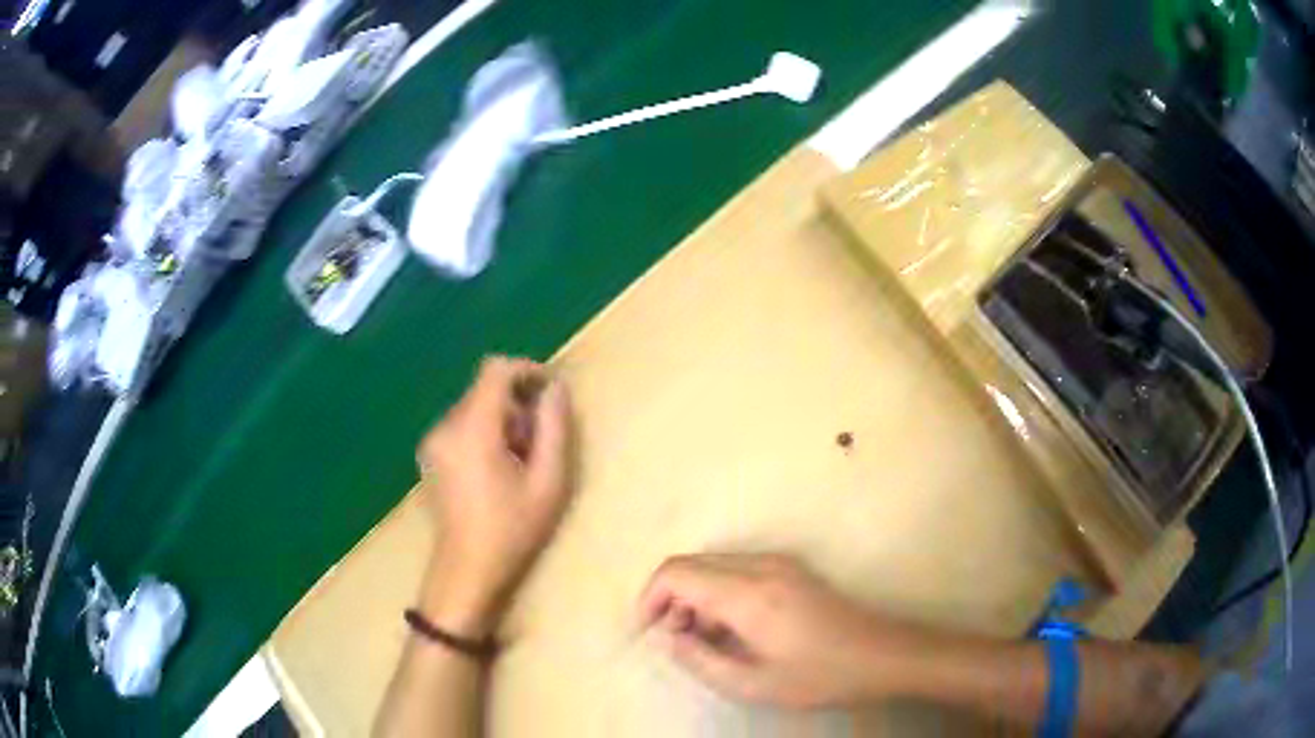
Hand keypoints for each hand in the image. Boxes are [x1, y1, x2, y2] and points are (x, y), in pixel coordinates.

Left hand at [416, 356, 573, 637]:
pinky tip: (497, 469)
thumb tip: (556, 389)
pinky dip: (484, 432)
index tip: (549, 394)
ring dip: (502, 419)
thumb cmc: (512, 530)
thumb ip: (555, 428)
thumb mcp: (548, 482)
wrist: (466, 571)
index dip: (526, 371)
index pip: (496, 370)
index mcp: (473, 430)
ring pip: (474, 406)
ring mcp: (433, 441)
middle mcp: (446, 426)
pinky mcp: (430, 454)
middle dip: (517, 404)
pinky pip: (462, 425)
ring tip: (520, 460)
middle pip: (485, 389)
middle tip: (539, 442)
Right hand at [639, 554, 925, 708]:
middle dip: (671, 600)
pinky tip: (733, 629)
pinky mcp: (791, 569)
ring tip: (706, 641)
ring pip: (713, 565)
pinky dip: (719, 594)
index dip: (650, 599)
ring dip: (695, 597)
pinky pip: (737, 570)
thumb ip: (699, 660)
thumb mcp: (753, 684)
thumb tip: (667, 637)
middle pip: (692, 564)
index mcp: (748, 593)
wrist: (884, 655)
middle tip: (678, 643)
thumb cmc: (820, 676)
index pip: (676, 573)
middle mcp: (760, 565)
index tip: (648, 633)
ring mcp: (779, 563)